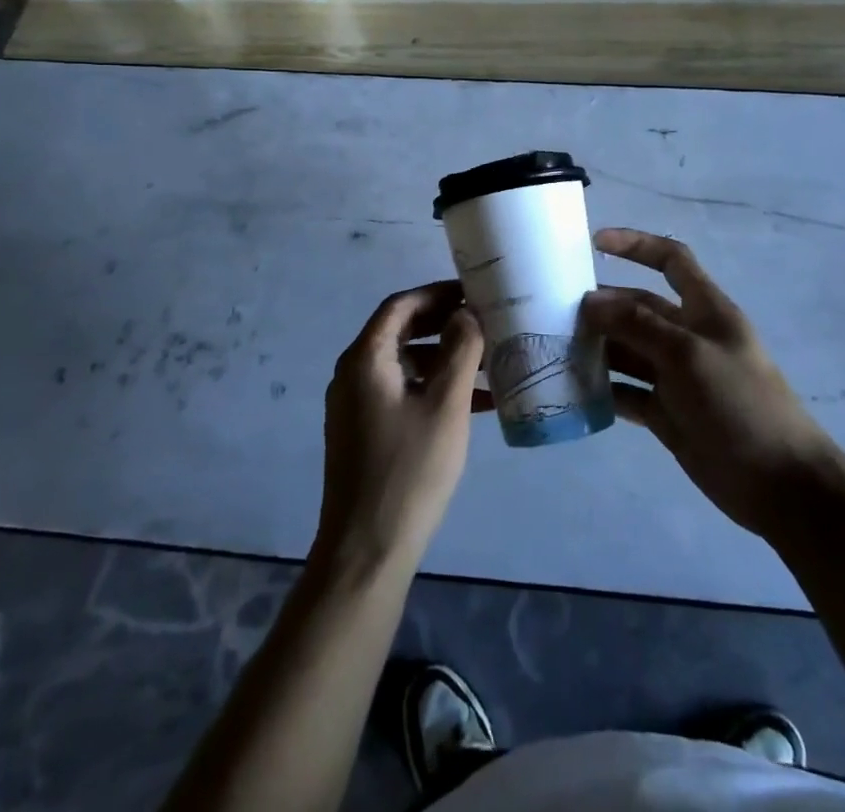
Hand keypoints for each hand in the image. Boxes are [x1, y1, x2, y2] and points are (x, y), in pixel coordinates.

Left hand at [312, 282, 486, 577]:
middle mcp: (353, 374)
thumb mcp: (444, 405)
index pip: (400, 306)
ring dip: (445, 360)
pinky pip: (402, 393)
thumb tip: (466, 313)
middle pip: (402, 332)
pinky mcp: (365, 431)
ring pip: (405, 365)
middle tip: (486, 323)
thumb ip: (460, 351)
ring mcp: (356, 405)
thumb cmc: (408, 471)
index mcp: (365, 359)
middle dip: (445, 325)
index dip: (437, 293)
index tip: (473, 292)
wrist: (365, 552)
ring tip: (490, 365)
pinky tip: (475, 404)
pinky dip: (434, 389)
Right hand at [584, 228, 833, 540]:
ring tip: (555, 349)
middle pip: (638, 307)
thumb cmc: (740, 403)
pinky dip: (603, 389)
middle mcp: (687, 335)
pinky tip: (573, 390)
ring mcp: (676, 376)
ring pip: (627, 350)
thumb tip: (591, 301)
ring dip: (596, 347)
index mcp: (704, 309)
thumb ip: (639, 325)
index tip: (593, 242)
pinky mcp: (666, 413)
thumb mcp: (689, 354)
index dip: (636, 245)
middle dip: (602, 305)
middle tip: (555, 311)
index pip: (670, 259)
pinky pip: (627, 391)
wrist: (780, 484)